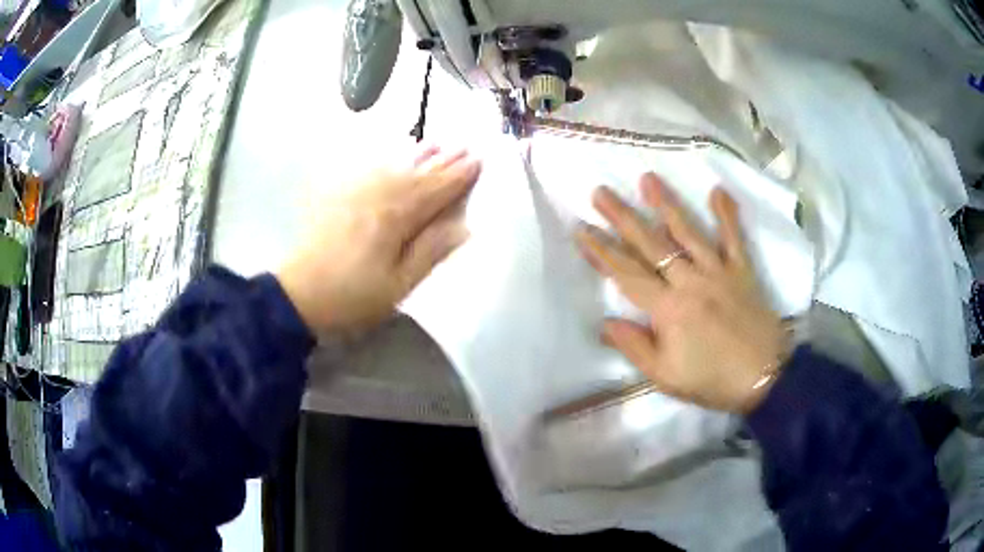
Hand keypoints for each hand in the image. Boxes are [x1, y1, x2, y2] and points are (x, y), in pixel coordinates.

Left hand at [277, 146, 480, 332]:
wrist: (299, 294)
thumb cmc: (352, 296)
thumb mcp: (398, 285)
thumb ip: (429, 252)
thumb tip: (462, 227)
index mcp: (395, 218)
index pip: (435, 190)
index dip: (459, 177)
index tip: (479, 161)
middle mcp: (378, 196)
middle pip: (417, 174)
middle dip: (444, 161)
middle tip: (466, 147)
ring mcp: (356, 193)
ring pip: (394, 167)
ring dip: (418, 155)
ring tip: (437, 143)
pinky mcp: (339, 197)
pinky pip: (370, 170)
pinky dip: (387, 161)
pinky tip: (394, 157)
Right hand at [575, 173, 789, 413]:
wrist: (765, 379)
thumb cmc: (713, 381)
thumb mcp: (666, 377)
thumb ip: (635, 347)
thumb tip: (606, 322)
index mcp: (668, 310)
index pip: (627, 274)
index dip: (601, 252)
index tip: (581, 228)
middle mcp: (690, 282)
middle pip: (651, 245)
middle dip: (623, 217)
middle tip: (601, 192)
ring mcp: (718, 272)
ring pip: (688, 232)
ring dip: (666, 204)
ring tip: (647, 178)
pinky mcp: (742, 270)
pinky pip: (733, 238)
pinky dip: (727, 214)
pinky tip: (717, 190)